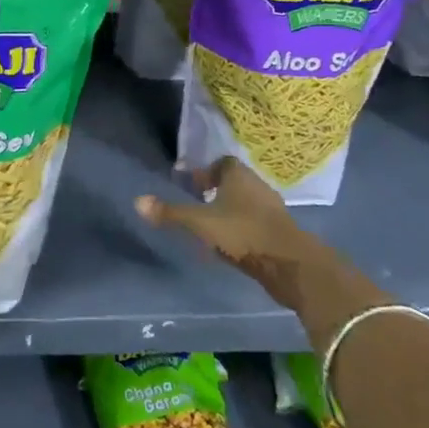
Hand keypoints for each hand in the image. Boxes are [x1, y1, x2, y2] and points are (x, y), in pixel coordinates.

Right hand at [137, 157, 387, 336]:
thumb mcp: (200, 223)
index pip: (221, 163)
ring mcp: (272, 209)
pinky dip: (242, 228)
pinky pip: (255, 222)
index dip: (205, 172)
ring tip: (211, 227)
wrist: (290, 265)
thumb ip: (171, 214)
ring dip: (230, 211)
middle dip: (217, 191)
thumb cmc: (242, 233)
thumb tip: (137, 201)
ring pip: (246, 203)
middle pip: (234, 182)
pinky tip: (231, 244)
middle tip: (197, 203)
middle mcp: (257, 186)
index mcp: (238, 175)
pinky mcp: (280, 232)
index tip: (191, 185)